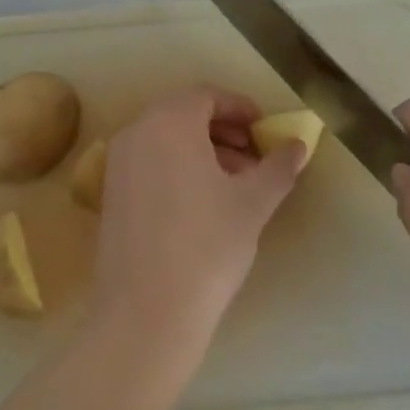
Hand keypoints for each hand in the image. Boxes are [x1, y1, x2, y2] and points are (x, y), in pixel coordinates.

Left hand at [87, 86, 307, 366]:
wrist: (146, 313)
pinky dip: (179, 168)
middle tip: (255, 158)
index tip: (265, 131)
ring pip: (166, 140)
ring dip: (204, 150)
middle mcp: (137, 133)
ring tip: (236, 184)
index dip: (241, 108)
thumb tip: (298, 145)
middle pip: (185, 115)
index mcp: (169, 123)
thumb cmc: (207, 246)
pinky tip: (204, 204)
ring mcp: (118, 164)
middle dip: (224, 131)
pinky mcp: (111, 194)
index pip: (207, 96)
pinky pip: (150, 163)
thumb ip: (278, 166)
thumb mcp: (253, 203)